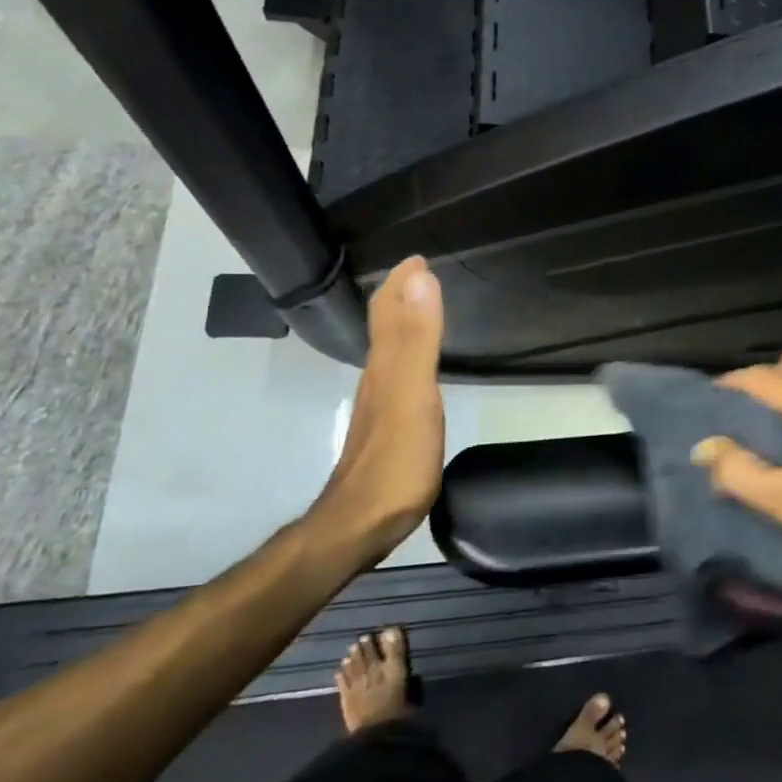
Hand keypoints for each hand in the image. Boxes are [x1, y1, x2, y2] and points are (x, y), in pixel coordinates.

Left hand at [305, 256, 444, 563]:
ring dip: (403, 322)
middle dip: (401, 295)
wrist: (360, 524)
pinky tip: (415, 367)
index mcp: (385, 365)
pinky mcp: (388, 428)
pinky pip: (397, 375)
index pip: (389, 310)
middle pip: (384, 326)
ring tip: (421, 307)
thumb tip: (420, 276)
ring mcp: (380, 405)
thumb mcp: (413, 394)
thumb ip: (418, 338)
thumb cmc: (395, 461)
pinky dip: (407, 355)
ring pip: (388, 349)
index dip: (402, 282)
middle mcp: (378, 378)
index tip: (419, 257)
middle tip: (421, 274)